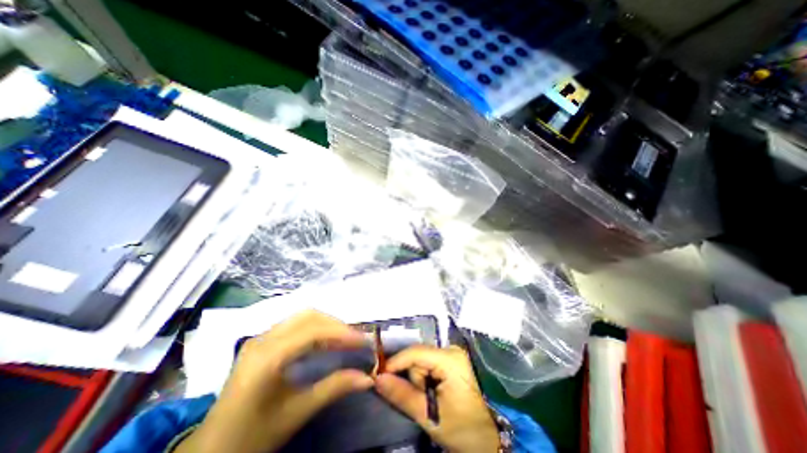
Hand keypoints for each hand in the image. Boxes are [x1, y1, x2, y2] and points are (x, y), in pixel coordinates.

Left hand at [175, 310, 373, 452]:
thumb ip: (334, 388)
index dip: (342, 333)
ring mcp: (261, 338)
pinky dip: (317, 328)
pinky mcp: (263, 342)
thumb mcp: (296, 413)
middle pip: (309, 316)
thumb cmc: (251, 436)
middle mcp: (263, 339)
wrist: (211, 450)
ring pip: (303, 317)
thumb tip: (367, 377)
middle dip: (337, 324)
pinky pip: (296, 325)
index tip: (364, 340)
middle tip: (356, 339)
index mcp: (267, 357)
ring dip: (328, 324)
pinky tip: (326, 341)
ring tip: (346, 338)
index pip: (313, 331)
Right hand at [373, 344, 498, 451]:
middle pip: (418, 356)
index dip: (395, 362)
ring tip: (430, 398)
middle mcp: (451, 350)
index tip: (379, 375)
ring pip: (421, 360)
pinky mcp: (452, 359)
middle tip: (421, 399)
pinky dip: (424, 376)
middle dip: (413, 377)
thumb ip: (402, 394)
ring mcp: (452, 353)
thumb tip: (378, 378)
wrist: (486, 439)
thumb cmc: (461, 429)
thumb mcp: (428, 414)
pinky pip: (428, 362)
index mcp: (450, 359)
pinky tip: (432, 390)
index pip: (416, 352)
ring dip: (419, 379)